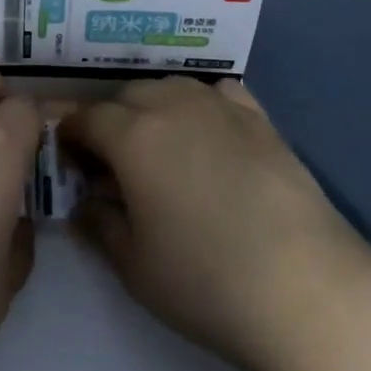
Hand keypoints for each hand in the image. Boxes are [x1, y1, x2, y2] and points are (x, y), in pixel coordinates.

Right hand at [60, 77, 370, 370]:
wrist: (302, 284)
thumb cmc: (205, 280)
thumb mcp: (134, 265)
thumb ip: (100, 225)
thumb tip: (86, 202)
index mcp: (133, 136)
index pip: (87, 118)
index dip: (71, 134)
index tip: (69, 158)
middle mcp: (173, 105)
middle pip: (129, 94)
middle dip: (112, 119)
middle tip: (113, 161)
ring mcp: (220, 107)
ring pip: (173, 86)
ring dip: (155, 106)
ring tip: (161, 144)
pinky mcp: (260, 118)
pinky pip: (219, 92)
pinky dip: (202, 103)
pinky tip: (210, 132)